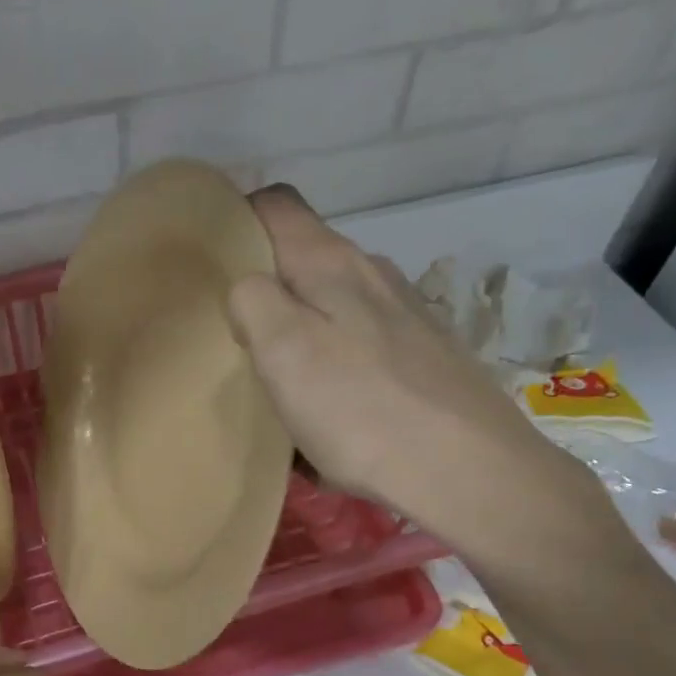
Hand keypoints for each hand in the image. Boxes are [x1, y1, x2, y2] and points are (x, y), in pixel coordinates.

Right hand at [228, 184, 606, 570]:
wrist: (467, 471)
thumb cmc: (361, 409)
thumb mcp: (283, 350)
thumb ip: (251, 300)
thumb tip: (247, 288)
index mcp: (332, 263)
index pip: (275, 204)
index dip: (236, 219)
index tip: (208, 260)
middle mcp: (372, 273)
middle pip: (304, 257)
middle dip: (263, 285)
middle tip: (232, 333)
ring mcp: (405, 313)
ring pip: (333, 303)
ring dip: (299, 328)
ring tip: (277, 376)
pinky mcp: (425, 354)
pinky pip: (360, 342)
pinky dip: (334, 360)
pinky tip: (331, 406)